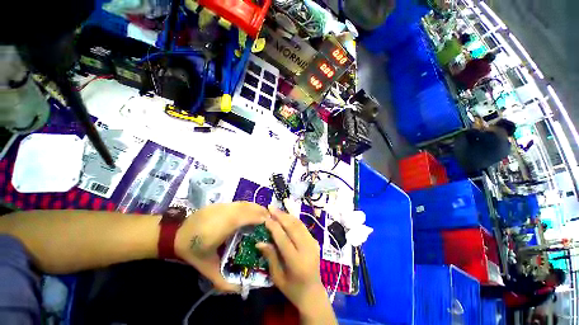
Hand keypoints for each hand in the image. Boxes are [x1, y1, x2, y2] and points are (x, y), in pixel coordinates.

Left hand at [174, 202, 267, 291]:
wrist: (174, 234)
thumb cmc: (193, 251)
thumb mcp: (207, 268)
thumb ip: (223, 280)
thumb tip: (241, 290)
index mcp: (226, 225)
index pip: (249, 216)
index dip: (262, 218)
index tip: (271, 223)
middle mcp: (227, 212)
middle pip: (249, 207)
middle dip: (262, 211)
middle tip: (270, 220)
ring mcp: (223, 206)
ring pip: (245, 203)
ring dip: (256, 207)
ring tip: (263, 215)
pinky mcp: (220, 204)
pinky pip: (239, 203)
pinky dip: (248, 206)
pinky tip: (249, 213)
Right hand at [257, 207, 336, 323]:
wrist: (313, 293)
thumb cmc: (292, 288)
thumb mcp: (277, 277)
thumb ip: (270, 257)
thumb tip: (259, 241)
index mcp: (296, 262)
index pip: (283, 239)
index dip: (274, 226)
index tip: (265, 217)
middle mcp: (307, 249)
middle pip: (293, 227)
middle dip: (281, 215)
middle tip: (271, 207)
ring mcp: (313, 244)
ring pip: (299, 224)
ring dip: (287, 215)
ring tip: (277, 210)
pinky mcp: (315, 241)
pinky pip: (303, 227)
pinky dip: (294, 220)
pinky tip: (286, 216)